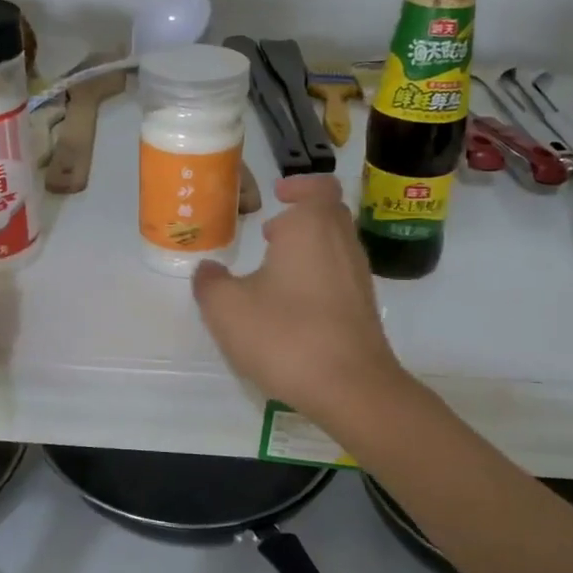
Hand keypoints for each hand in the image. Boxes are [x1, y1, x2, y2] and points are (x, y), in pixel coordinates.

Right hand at [191, 175, 407, 425]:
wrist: (351, 387)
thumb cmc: (285, 334)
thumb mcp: (227, 309)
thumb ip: (210, 283)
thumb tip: (207, 270)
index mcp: (312, 226)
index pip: (318, 186)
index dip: (298, 185)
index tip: (277, 195)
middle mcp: (342, 242)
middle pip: (329, 215)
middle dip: (300, 218)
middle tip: (270, 234)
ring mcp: (359, 276)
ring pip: (336, 246)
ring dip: (308, 249)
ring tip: (275, 272)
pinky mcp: (365, 308)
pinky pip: (340, 276)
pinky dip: (318, 277)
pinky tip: (293, 307)